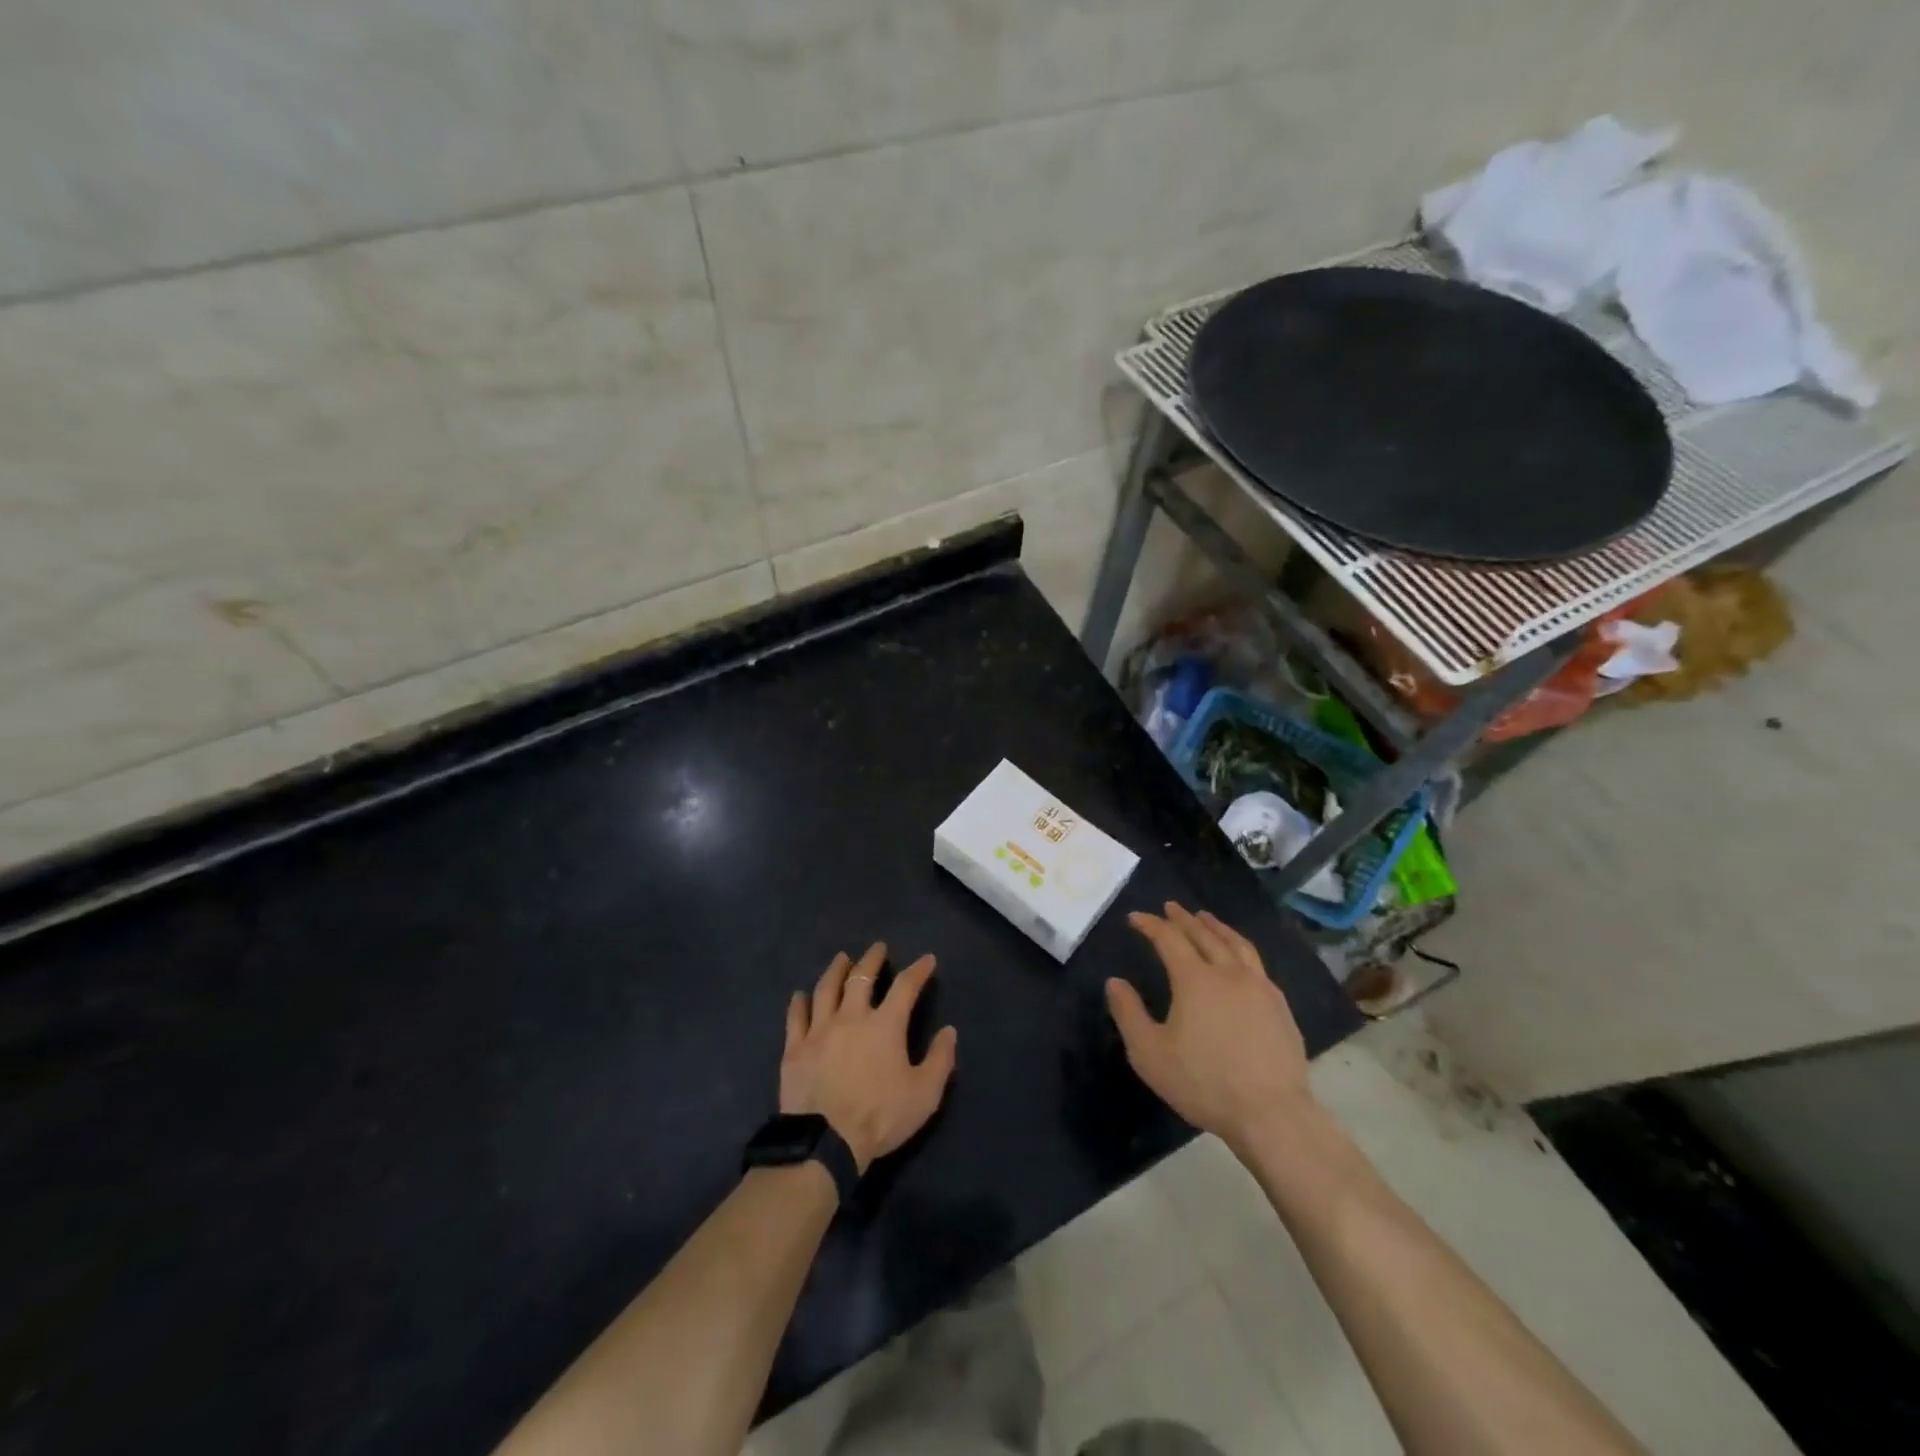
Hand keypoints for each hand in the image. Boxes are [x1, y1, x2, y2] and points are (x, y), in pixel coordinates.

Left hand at [781, 943, 957, 1172]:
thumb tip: (949, 1031)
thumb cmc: (880, 1117)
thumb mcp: (924, 1094)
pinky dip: (799, 1003)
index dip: (918, 970)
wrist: (825, 1143)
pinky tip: (800, 995)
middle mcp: (851, 1017)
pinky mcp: (795, 1048)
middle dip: (872, 959)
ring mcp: (819, 1030)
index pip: (905, 986)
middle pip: (861, 977)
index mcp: (885, 1025)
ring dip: (836, 970)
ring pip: (826, 989)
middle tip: (878, 948)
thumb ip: (940, 1060)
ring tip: (842, 959)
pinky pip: (795, 1017)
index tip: (927, 960)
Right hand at [1105, 903, 1311, 1151]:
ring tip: (1206, 918)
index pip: (1169, 939)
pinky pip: (1257, 964)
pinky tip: (1239, 959)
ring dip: (1217, 927)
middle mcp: (1229, 973)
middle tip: (1171, 907)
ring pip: (1236, 944)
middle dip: (1184, 918)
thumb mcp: (1150, 1053)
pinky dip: (1240, 950)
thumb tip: (1115, 982)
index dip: (1151, 925)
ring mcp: (1260, 988)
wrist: (1271, 1114)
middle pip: (1204, 934)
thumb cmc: (1204, 1083)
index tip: (1136, 917)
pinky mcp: (1280, 1007)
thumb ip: (1128, 1013)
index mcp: (1195, 979)